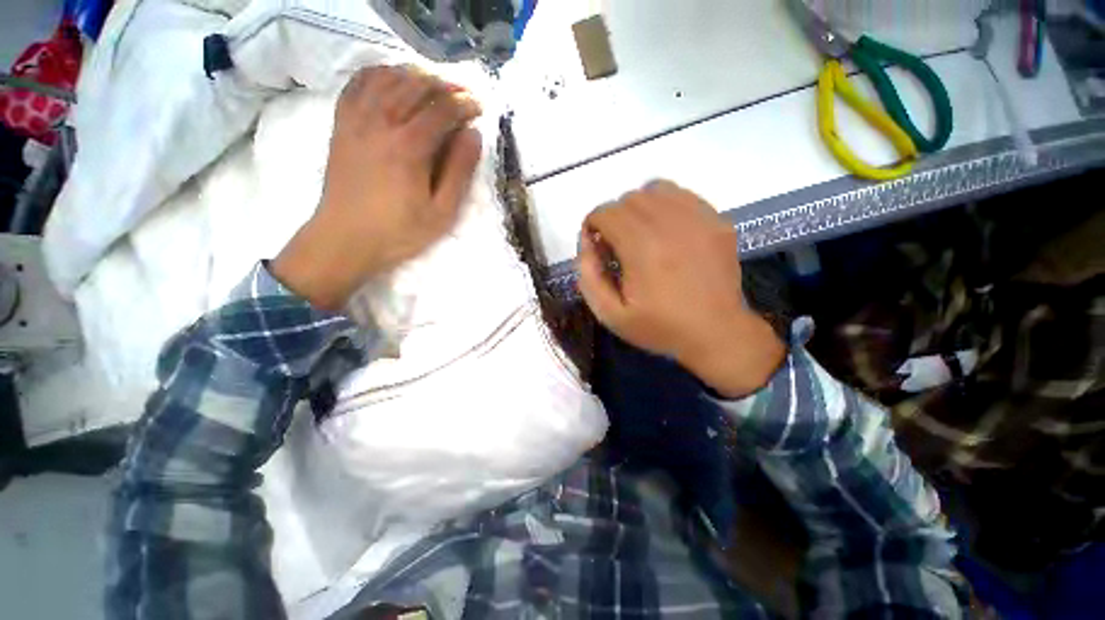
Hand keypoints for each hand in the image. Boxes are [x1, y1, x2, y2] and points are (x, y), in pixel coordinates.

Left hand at [271, 65, 482, 309]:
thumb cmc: (400, 231)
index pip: (442, 109)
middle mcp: (380, 122)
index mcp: (409, 147)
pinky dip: (379, 73)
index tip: (480, 107)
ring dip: (415, 75)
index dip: (465, 103)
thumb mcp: (442, 212)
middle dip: (444, 84)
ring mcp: (356, 119)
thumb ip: (459, 172)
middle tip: (462, 94)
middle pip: (415, 85)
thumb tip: (473, 135)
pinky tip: (393, 80)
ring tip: (433, 85)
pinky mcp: (342, 123)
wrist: (346, 238)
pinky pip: (358, 83)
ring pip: (387, 77)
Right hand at [578, 181, 784, 397]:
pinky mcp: (717, 221)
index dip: (593, 225)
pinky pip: (683, 196)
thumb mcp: (610, 315)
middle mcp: (670, 225)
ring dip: (639, 208)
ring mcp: (698, 219)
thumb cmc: (660, 327)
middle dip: (614, 218)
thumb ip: (589, 277)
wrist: (716, 333)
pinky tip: (667, 231)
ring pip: (656, 190)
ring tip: (641, 234)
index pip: (606, 212)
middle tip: (618, 245)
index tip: (597, 245)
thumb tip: (586, 243)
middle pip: (628, 199)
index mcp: (642, 249)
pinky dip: (666, 206)